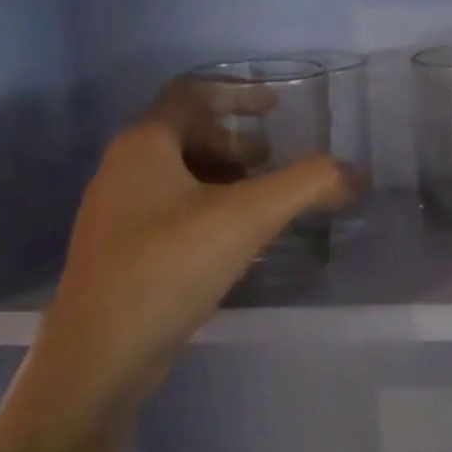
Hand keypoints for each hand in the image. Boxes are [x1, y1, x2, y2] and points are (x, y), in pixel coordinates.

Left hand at [28, 84, 352, 419]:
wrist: (97, 358)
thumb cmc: (167, 269)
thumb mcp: (246, 218)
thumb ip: (306, 186)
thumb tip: (355, 173)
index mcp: (144, 145)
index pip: (192, 94)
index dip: (238, 93)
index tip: (277, 107)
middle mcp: (123, 170)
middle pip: (186, 134)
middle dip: (235, 142)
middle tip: (274, 160)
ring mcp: (117, 214)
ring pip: (179, 176)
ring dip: (224, 177)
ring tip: (262, 201)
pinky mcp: (121, 253)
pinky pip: (171, 211)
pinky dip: (208, 209)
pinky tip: (234, 241)